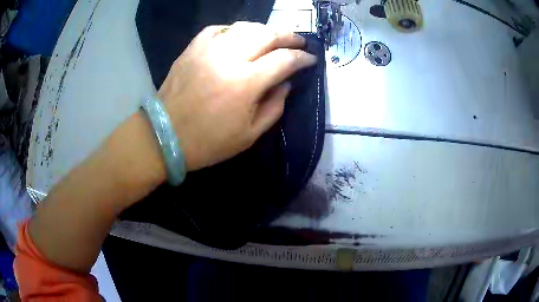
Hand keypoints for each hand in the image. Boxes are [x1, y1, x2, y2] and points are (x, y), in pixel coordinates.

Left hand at [158, 22, 316, 171]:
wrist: (164, 136)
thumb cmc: (208, 142)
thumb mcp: (249, 135)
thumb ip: (274, 107)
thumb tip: (286, 83)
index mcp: (246, 83)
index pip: (284, 60)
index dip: (302, 57)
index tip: (311, 59)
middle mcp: (229, 58)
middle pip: (267, 35)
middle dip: (289, 35)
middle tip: (299, 40)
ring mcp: (208, 50)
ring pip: (245, 27)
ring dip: (264, 29)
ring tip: (273, 37)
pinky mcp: (192, 49)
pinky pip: (217, 29)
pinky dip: (233, 30)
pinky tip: (239, 36)